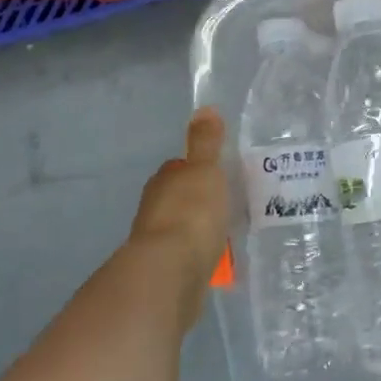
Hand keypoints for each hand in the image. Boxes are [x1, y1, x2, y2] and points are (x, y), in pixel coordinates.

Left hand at [125, 108, 230, 327]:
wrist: (171, 272)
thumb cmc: (191, 213)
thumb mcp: (205, 170)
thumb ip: (206, 143)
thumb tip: (205, 108)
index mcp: (163, 182)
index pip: (177, 169)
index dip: (195, 170)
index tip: (215, 174)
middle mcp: (154, 209)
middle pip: (178, 199)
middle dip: (197, 201)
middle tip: (226, 203)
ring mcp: (158, 242)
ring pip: (181, 228)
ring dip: (197, 230)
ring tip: (226, 232)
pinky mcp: (166, 272)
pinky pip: (187, 256)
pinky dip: (198, 255)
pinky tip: (216, 259)